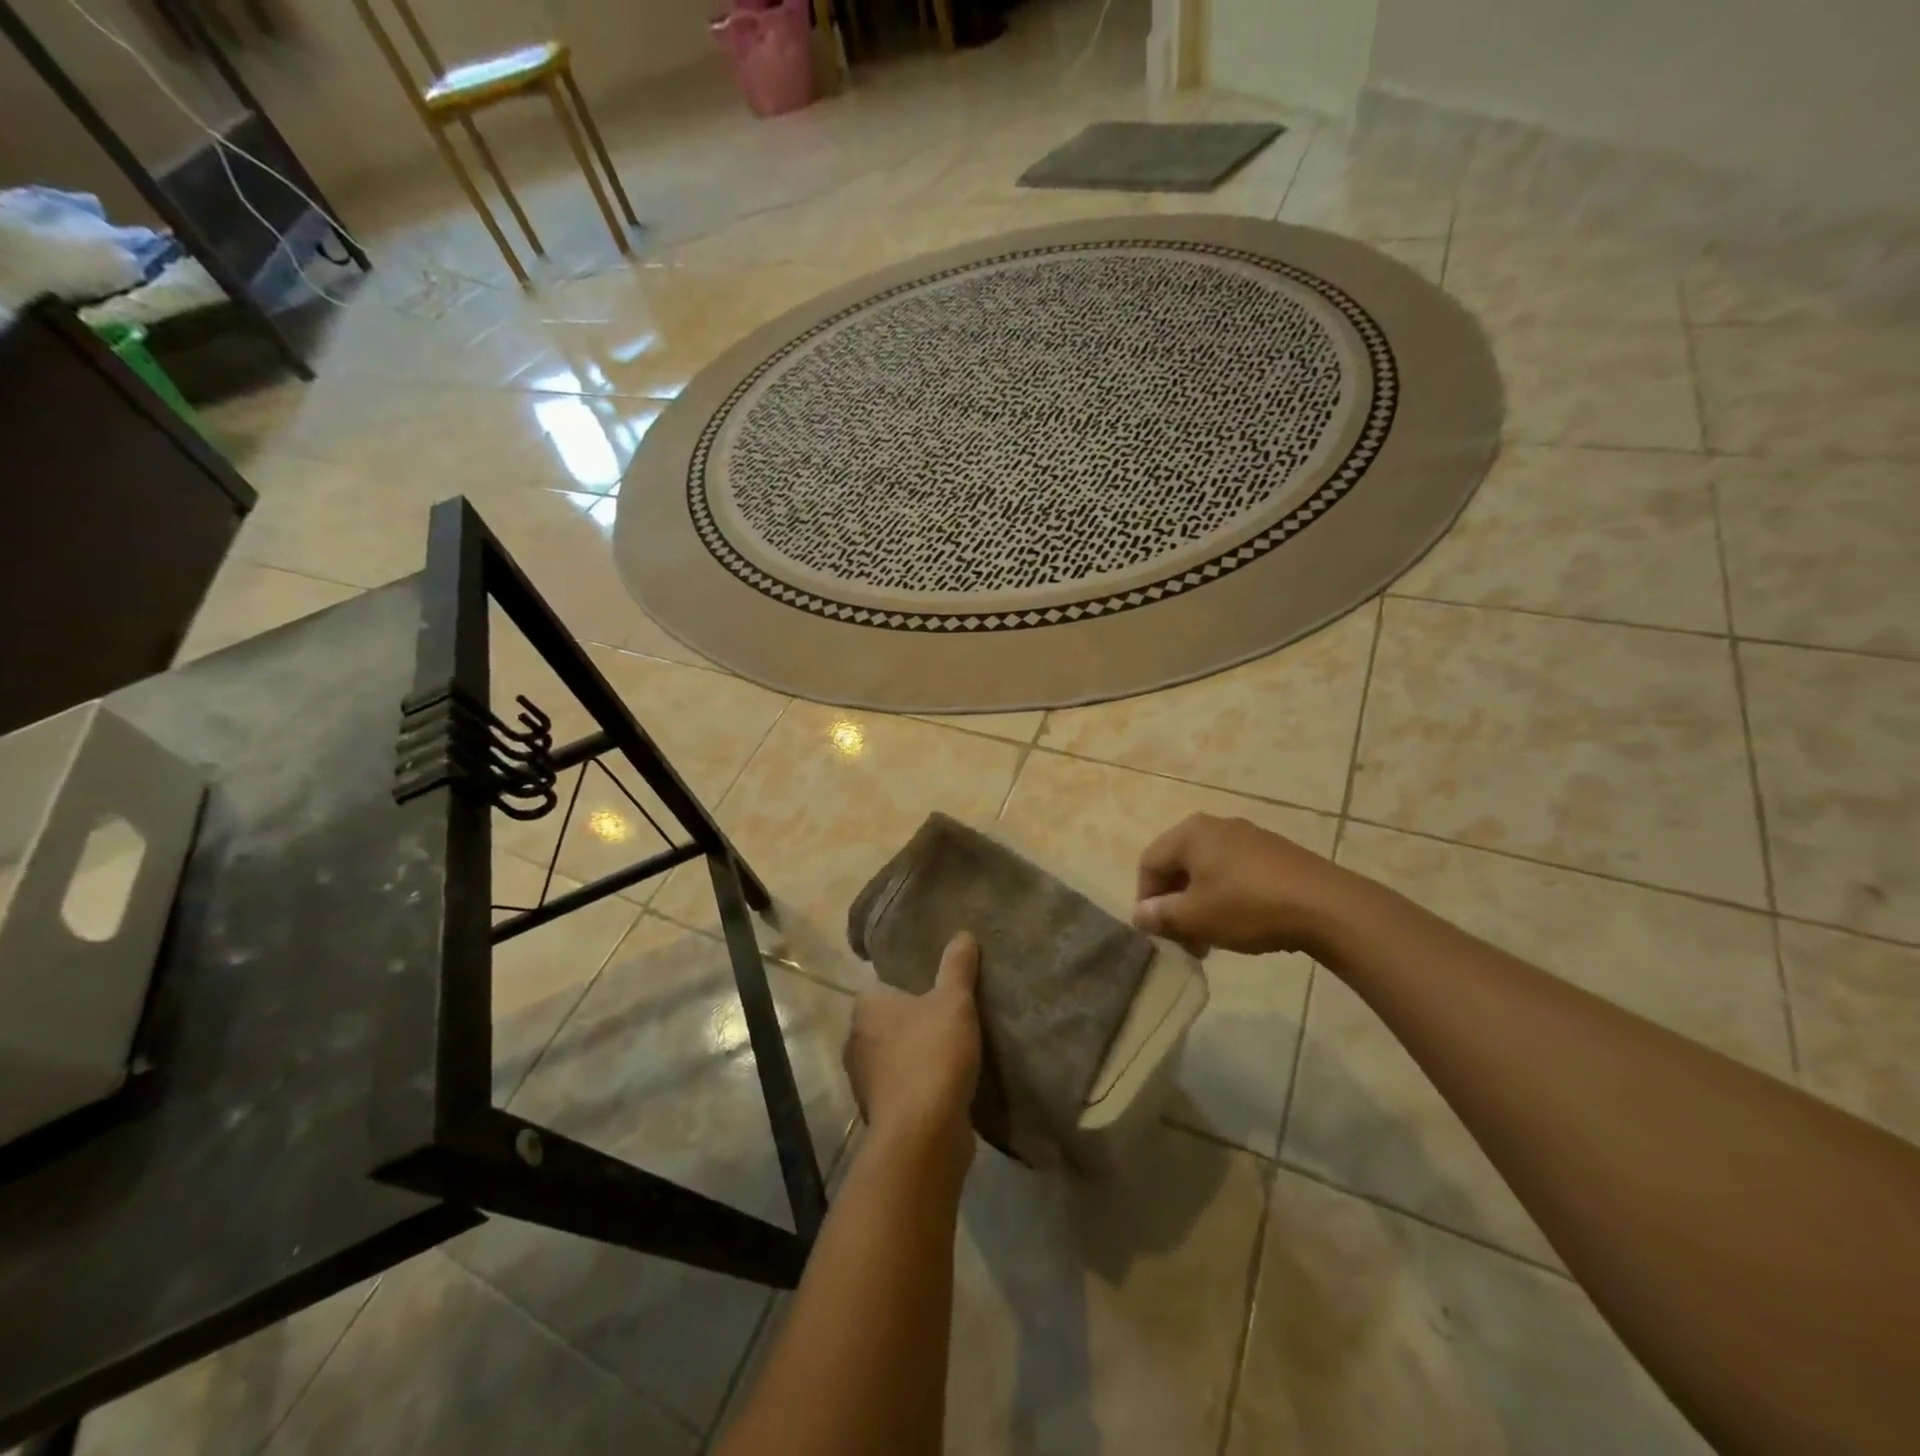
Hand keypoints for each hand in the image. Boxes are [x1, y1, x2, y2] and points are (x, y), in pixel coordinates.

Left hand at [843, 931, 981, 1177]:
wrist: (923, 1134)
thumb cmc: (932, 1054)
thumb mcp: (954, 1001)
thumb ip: (957, 967)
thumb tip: (962, 934)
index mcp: (865, 1008)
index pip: (883, 986)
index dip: (909, 986)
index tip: (936, 989)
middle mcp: (856, 1042)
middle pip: (888, 1023)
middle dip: (914, 1022)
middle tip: (950, 1016)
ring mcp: (866, 1082)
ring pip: (894, 1057)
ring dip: (917, 1056)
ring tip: (954, 1049)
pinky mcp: (881, 1114)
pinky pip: (904, 1088)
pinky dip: (921, 1085)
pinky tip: (948, 1084)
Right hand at [1133, 814, 1359, 956]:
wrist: (1326, 906)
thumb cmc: (1247, 906)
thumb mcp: (1195, 917)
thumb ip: (1161, 915)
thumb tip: (1140, 914)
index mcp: (1190, 833)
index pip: (1150, 863)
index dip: (1145, 899)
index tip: (1156, 931)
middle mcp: (1216, 826)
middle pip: (1179, 865)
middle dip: (1175, 904)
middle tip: (1183, 939)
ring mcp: (1249, 836)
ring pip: (1208, 871)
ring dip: (1200, 904)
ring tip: (1211, 939)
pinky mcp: (1275, 853)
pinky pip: (1236, 872)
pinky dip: (1227, 897)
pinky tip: (1241, 924)